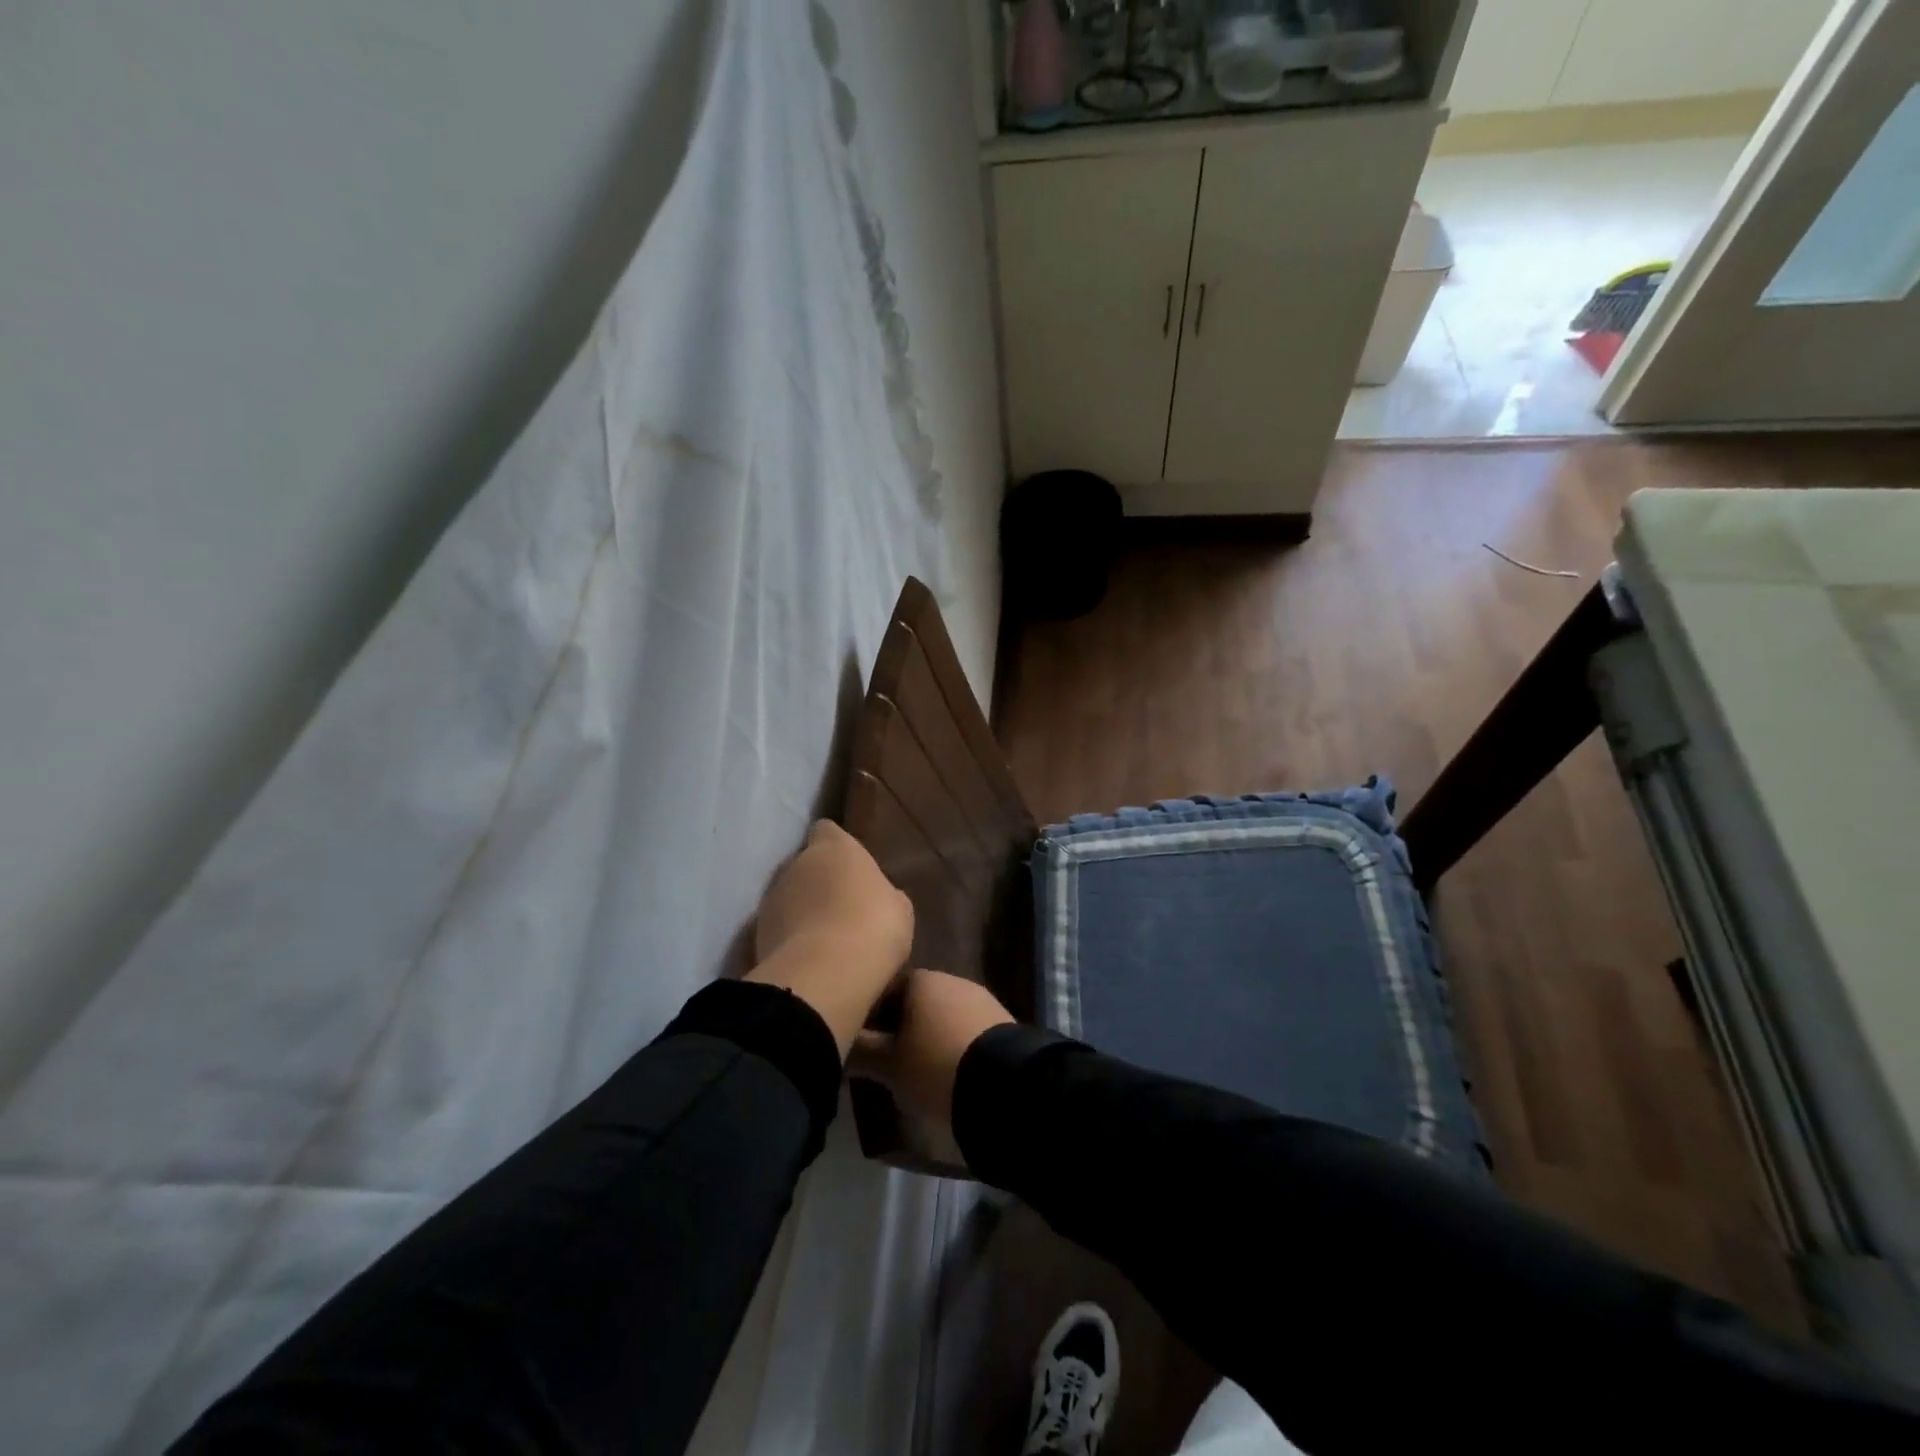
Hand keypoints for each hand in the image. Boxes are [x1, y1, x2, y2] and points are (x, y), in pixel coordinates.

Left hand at [746, 821, 913, 1055]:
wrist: (825, 974)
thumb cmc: (873, 927)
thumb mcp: (898, 908)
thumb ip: (881, 892)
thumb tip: (873, 896)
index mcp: (834, 848)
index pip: (827, 830)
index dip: (837, 846)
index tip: (850, 866)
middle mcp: (797, 863)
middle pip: (807, 865)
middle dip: (820, 883)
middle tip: (844, 909)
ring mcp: (772, 898)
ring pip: (789, 897)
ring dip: (803, 911)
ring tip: (827, 939)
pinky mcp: (757, 934)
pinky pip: (780, 929)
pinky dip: (791, 939)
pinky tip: (812, 960)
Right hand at [850, 970, 1013, 1134]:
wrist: (1004, 1083)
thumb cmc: (935, 1066)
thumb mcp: (889, 1066)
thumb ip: (861, 1051)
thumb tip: (839, 1043)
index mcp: (920, 980)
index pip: (884, 989)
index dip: (869, 1016)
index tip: (860, 1044)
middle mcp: (950, 979)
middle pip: (915, 1001)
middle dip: (900, 1026)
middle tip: (887, 1061)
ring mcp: (979, 997)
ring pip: (942, 1014)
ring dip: (929, 1035)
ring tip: (918, 1070)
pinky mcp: (1001, 1020)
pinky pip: (966, 1028)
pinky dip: (954, 1044)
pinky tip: (950, 1070)